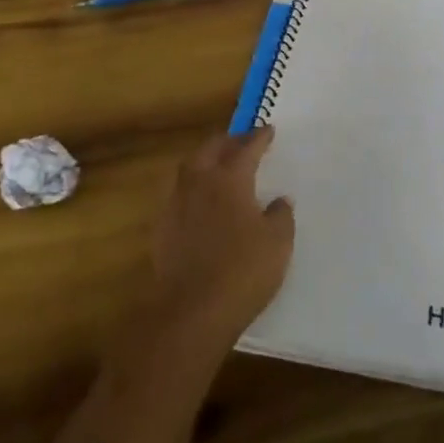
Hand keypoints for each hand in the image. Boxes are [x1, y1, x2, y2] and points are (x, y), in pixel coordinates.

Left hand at [151, 127, 294, 349]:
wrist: (192, 312)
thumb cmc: (243, 271)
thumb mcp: (278, 242)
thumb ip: (281, 215)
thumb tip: (280, 200)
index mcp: (230, 179)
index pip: (246, 149)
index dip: (259, 138)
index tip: (268, 130)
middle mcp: (199, 183)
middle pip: (211, 149)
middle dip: (227, 141)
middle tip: (241, 141)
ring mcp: (176, 205)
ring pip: (189, 168)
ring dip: (205, 160)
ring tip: (217, 164)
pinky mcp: (162, 229)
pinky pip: (178, 194)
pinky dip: (192, 188)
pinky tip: (200, 201)